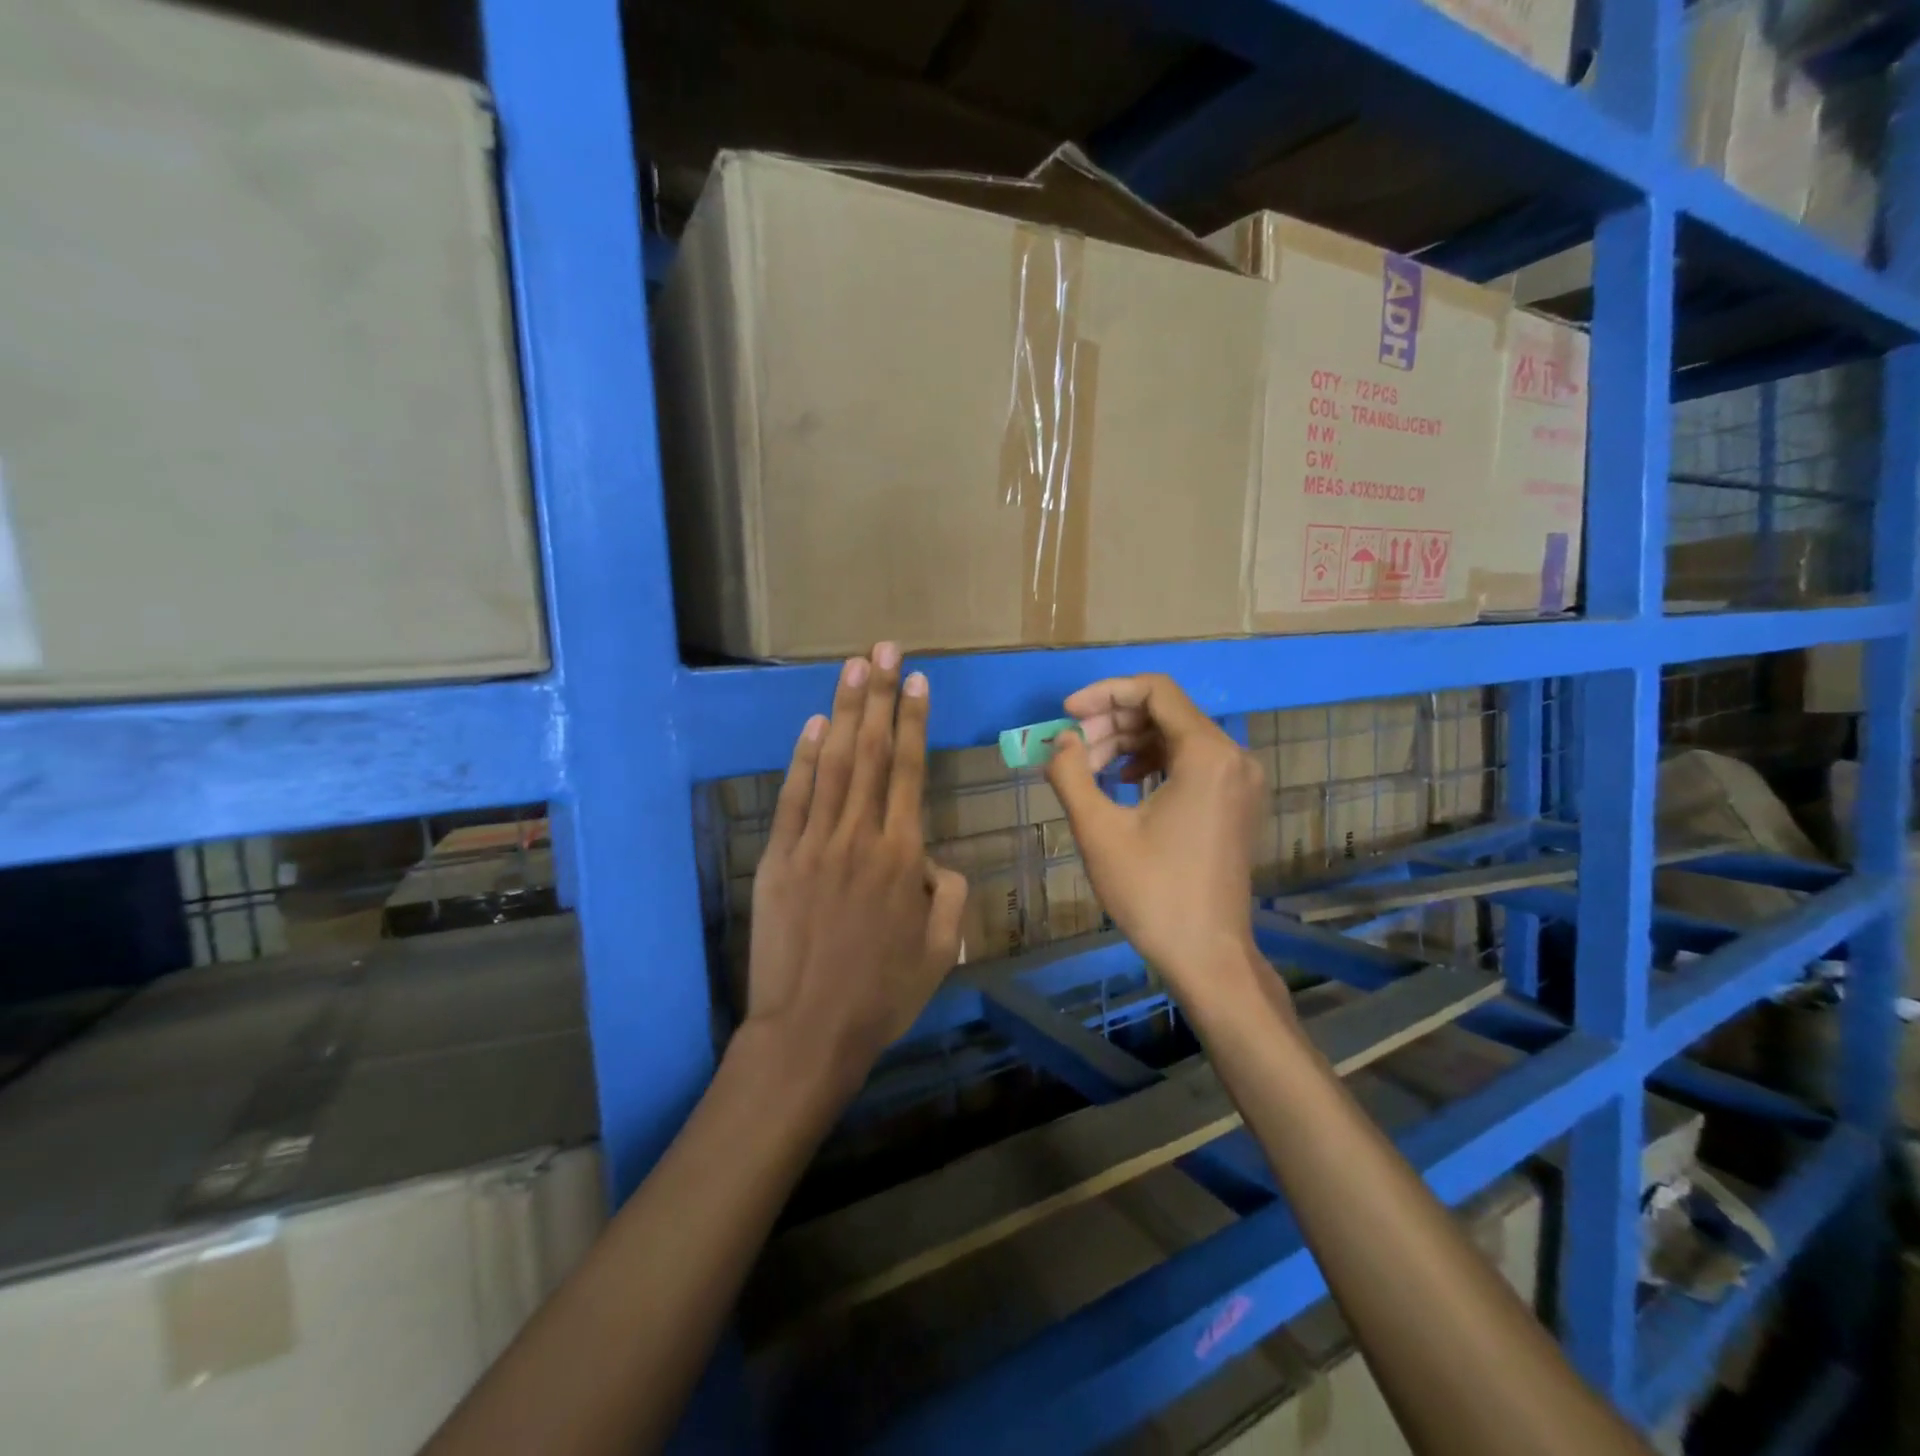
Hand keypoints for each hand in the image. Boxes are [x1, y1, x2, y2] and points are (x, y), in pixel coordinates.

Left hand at [745, 643, 967, 1099]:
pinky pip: (794, 797)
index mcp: (903, 856)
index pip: (911, 771)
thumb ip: (948, 893)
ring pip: (834, 764)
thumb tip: (934, 860)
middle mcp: (860, 836)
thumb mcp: (940, 949)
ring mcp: (814, 843)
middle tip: (883, 649)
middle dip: (879, 696)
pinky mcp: (779, 858)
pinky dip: (804, 759)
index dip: (914, 721)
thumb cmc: (883, 994)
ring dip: (844, 712)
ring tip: (853, 667)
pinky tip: (814, 726)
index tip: (916, 680)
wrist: (810, 1030)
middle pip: (872, 752)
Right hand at [1044, 674, 1269, 1006]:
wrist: (1207, 955)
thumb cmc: (1152, 892)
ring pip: (1177, 736)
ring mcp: (1241, 780)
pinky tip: (1123, 781)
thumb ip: (1071, 773)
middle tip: (1072, 749)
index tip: (1068, 714)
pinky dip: (1154, 762)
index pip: (1155, 690)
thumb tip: (1061, 740)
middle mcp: (1234, 756)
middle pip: (1166, 711)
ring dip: (1129, 742)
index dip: (1105, 693)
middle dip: (1113, 722)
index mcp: (1208, 754)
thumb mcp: (1098, 830)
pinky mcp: (1237, 801)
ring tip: (1089, 769)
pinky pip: (1192, 761)